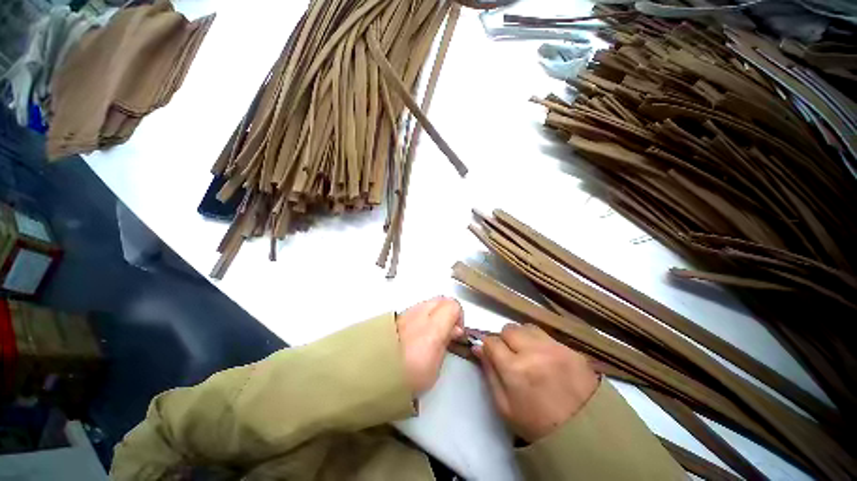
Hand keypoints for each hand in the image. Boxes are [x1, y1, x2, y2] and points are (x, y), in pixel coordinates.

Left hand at [397, 297, 463, 394]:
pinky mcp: (396, 316)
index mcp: (432, 327)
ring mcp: (406, 313)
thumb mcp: (435, 366)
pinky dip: (421, 316)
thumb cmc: (404, 377)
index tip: (456, 332)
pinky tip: (417, 334)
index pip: (453, 305)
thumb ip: (446, 342)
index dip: (458, 317)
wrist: (370, 376)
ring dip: (434, 313)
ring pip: (428, 302)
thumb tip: (452, 331)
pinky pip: (415, 309)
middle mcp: (419, 314)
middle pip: (441, 299)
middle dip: (447, 312)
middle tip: (446, 331)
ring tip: (430, 334)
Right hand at [475, 323, 598, 441]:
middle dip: (505, 340)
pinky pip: (547, 335)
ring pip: (527, 327)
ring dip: (522, 337)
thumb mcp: (504, 406)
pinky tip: (545, 358)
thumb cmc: (537, 424)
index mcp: (514, 369)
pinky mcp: (571, 349)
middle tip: (511, 356)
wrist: (584, 434)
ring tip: (528, 353)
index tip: (492, 354)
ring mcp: (554, 348)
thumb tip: (478, 348)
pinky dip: (540, 342)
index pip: (491, 341)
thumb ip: (489, 373)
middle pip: (508, 329)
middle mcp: (533, 352)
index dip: (488, 347)